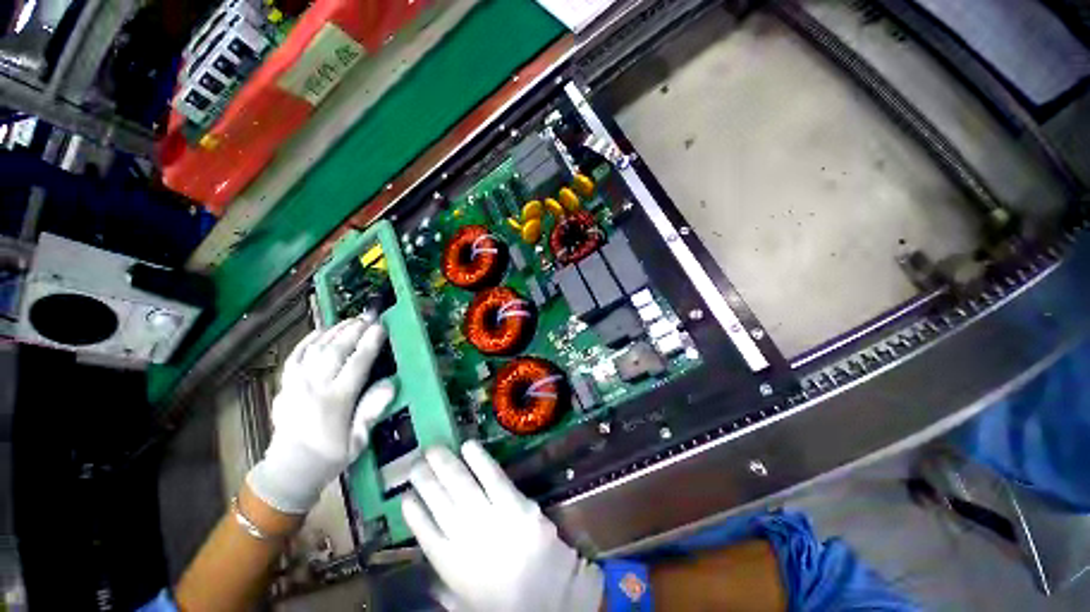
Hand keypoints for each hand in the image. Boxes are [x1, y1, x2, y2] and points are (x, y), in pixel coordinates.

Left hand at [247, 313, 395, 513]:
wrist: (290, 469)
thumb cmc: (331, 455)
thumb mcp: (358, 440)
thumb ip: (372, 411)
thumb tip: (390, 384)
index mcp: (336, 401)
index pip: (357, 364)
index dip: (370, 343)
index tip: (380, 327)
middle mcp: (314, 388)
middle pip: (336, 351)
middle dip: (354, 330)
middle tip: (369, 316)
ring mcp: (296, 384)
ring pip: (315, 349)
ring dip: (334, 331)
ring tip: (350, 320)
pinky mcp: (285, 385)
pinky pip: (295, 356)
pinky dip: (308, 340)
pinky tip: (320, 331)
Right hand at [402, 441, 602, 611]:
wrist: (552, 597)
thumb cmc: (509, 603)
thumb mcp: (469, 605)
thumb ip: (447, 594)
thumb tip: (429, 583)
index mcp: (451, 564)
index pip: (424, 532)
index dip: (414, 512)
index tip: (405, 496)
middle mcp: (464, 536)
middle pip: (438, 501)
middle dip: (424, 479)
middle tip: (415, 462)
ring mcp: (489, 517)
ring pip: (460, 484)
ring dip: (445, 464)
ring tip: (434, 449)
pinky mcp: (514, 503)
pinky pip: (492, 476)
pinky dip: (479, 459)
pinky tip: (468, 445)